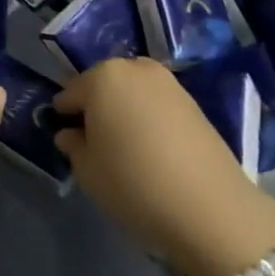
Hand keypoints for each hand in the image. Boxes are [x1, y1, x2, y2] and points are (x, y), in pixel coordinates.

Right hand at [54, 60, 274, 275]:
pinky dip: (148, 118)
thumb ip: (73, 145)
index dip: (64, 117)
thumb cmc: (134, 184)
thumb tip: (70, 133)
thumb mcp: (88, 172)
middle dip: (96, 108)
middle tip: (96, 144)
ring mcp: (167, 81)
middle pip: (102, 85)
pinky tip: (151, 149)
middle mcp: (134, 67)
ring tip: (126, 148)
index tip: (66, 140)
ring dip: (123, 111)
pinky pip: (155, 103)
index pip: (70, 93)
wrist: (210, 208)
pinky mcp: (192, 100)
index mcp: (102, 77)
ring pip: (131, 92)